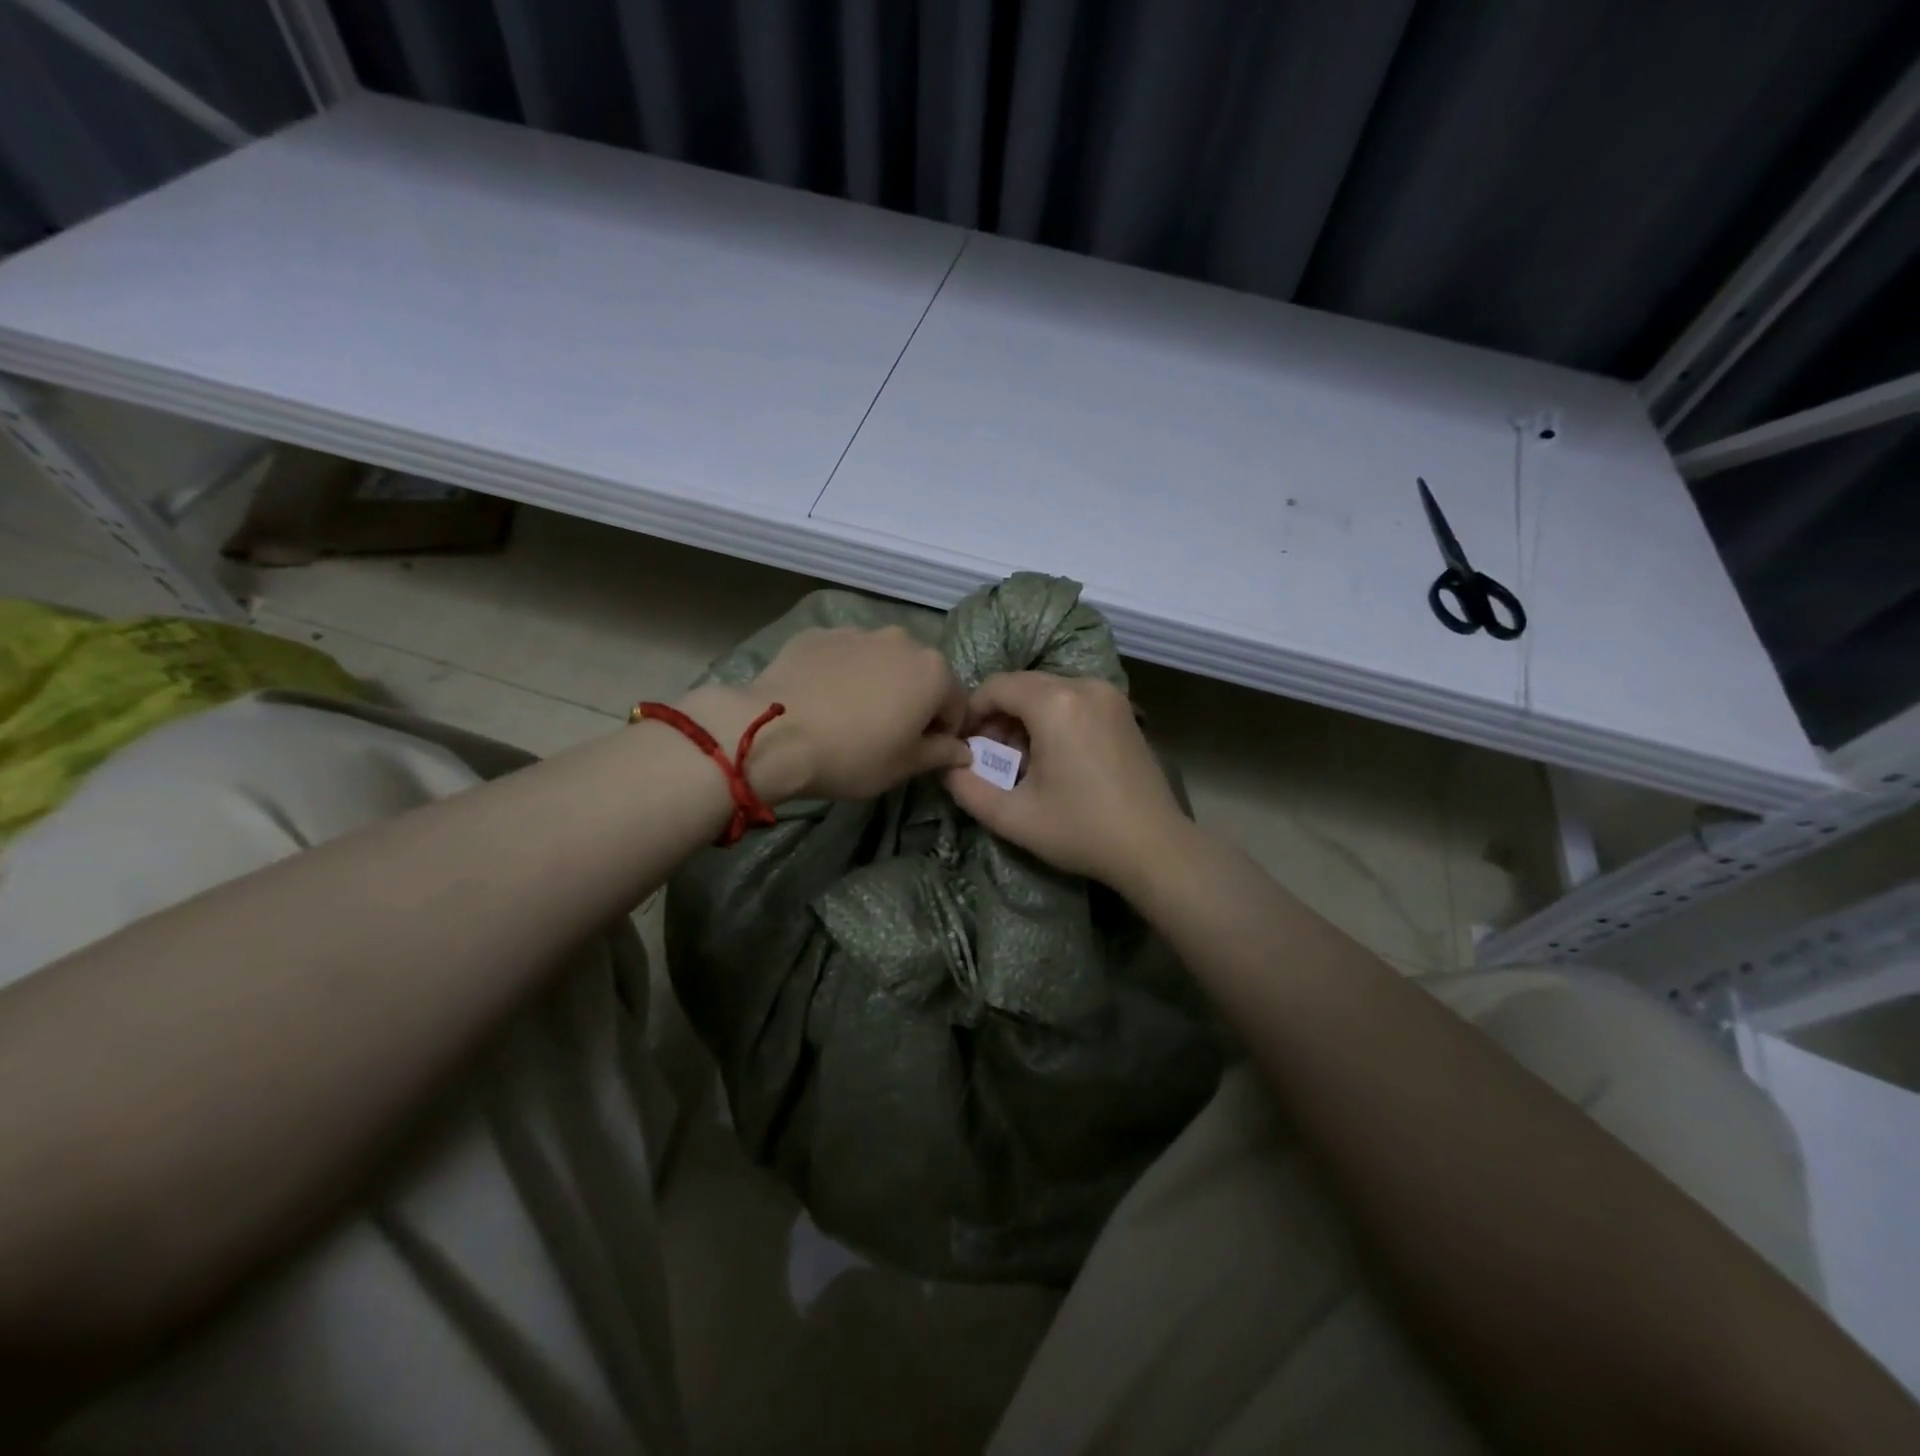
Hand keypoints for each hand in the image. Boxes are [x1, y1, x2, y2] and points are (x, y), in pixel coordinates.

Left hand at [681, 626, 970, 801]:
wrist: (773, 734)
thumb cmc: (852, 755)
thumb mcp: (904, 766)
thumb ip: (941, 753)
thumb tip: (963, 751)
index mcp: (933, 671)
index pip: (956, 704)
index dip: (944, 732)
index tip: (923, 753)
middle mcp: (902, 641)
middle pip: (920, 674)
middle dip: (913, 700)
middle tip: (887, 733)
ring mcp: (857, 632)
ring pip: (881, 660)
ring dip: (877, 682)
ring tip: (850, 714)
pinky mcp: (818, 634)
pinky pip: (842, 655)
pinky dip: (841, 672)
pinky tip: (821, 699)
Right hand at [944, 672, 1188, 890]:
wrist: (1154, 847)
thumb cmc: (1081, 830)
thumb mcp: (1013, 817)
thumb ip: (967, 789)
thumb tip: (947, 767)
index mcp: (1055, 703)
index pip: (996, 686)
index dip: (971, 712)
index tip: (965, 746)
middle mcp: (1084, 686)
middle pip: (1023, 685)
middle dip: (998, 716)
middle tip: (990, 757)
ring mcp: (1109, 696)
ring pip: (1049, 691)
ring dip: (1025, 718)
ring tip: (1021, 762)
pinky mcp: (1123, 711)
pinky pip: (1074, 700)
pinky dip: (1053, 719)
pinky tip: (1054, 758)